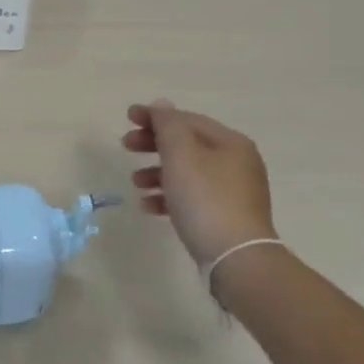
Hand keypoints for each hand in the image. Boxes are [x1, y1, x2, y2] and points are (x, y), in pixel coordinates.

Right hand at [122, 100, 276, 266]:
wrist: (236, 259)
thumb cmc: (205, 199)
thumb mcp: (181, 154)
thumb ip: (168, 125)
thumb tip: (162, 105)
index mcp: (230, 142)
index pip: (187, 119)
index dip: (155, 115)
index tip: (127, 117)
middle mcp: (236, 163)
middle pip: (187, 144)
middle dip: (154, 144)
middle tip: (126, 146)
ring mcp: (233, 192)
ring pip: (188, 172)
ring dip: (157, 172)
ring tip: (135, 182)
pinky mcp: (226, 217)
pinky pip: (192, 197)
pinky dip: (169, 196)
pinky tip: (149, 206)